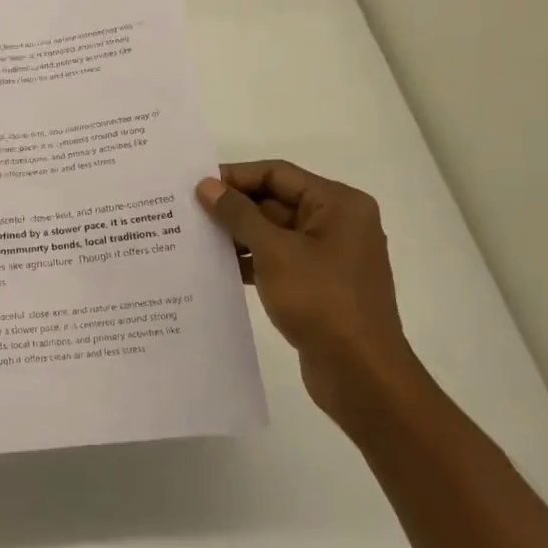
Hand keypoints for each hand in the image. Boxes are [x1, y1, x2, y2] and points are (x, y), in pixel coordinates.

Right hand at [196, 161, 429, 432]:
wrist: (361, 374)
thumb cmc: (321, 301)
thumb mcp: (274, 251)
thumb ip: (238, 214)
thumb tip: (207, 185)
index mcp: (338, 204)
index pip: (277, 174)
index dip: (235, 176)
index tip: (195, 185)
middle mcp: (337, 223)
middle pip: (275, 201)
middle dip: (233, 207)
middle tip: (186, 212)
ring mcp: (329, 256)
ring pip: (273, 232)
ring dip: (237, 235)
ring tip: (193, 238)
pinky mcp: (318, 285)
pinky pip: (278, 260)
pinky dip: (250, 261)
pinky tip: (217, 267)